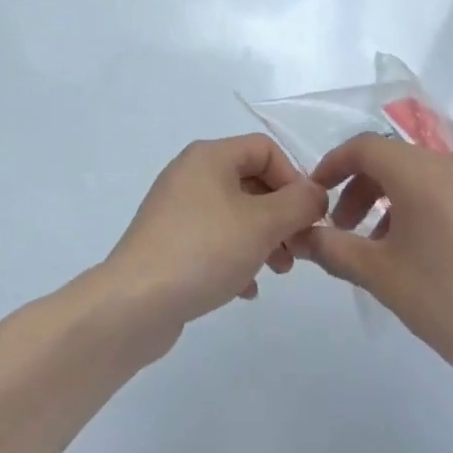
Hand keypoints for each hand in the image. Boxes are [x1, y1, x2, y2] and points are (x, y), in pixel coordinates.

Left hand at [103, 134, 327, 338]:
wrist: (135, 303)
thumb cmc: (204, 250)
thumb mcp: (262, 224)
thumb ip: (298, 204)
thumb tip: (317, 192)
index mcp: (209, 156)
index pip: (265, 149)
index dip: (293, 179)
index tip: (308, 217)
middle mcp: (191, 173)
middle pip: (251, 181)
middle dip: (281, 214)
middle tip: (299, 251)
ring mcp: (177, 208)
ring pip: (235, 213)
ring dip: (263, 238)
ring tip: (278, 271)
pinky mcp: (169, 242)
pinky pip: (214, 239)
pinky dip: (236, 256)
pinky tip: (247, 288)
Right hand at [302, 134, 452, 389]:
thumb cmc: (452, 304)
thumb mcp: (382, 278)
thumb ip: (334, 248)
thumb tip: (302, 235)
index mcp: (423, 172)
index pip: (365, 148)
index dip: (335, 166)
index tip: (318, 194)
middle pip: (397, 161)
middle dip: (366, 190)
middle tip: (350, 230)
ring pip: (430, 177)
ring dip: (400, 202)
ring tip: (393, 248)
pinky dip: (436, 208)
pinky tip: (439, 253)